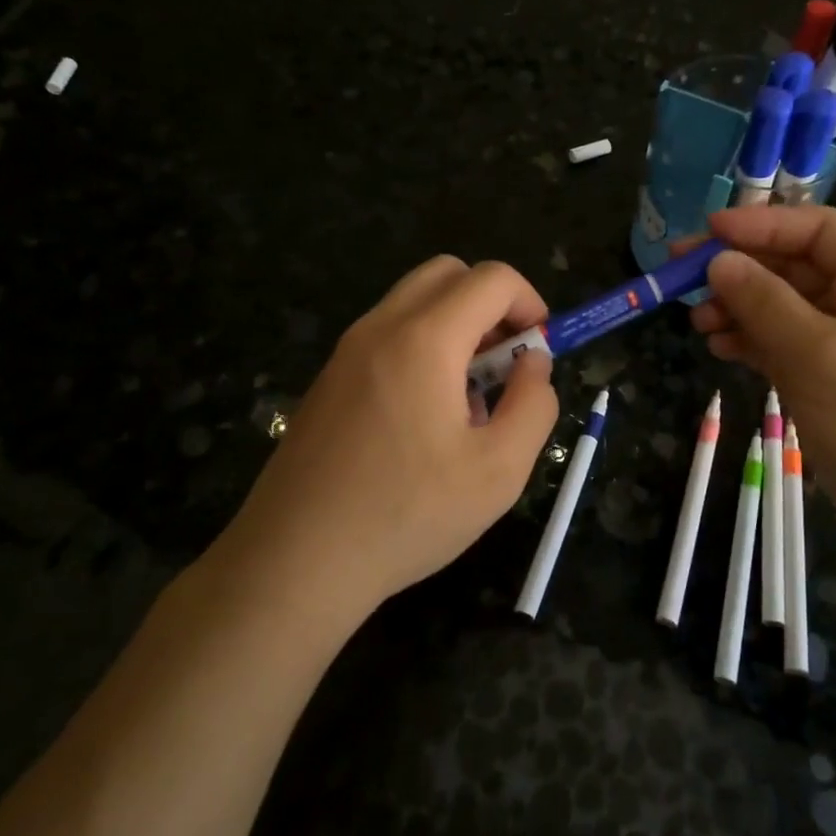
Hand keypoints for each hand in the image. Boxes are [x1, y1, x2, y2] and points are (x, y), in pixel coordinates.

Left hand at [216, 257, 558, 623]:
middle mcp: (380, 328)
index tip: (540, 352)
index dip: (530, 303)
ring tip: (468, 402)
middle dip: (491, 305)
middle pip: (448, 274)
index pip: (492, 278)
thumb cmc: (407, 514)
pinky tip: (424, 421)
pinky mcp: (328, 380)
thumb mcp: (500, 470)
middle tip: (506, 364)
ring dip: (457, 328)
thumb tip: (534, 363)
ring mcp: (346, 351)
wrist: (295, 561)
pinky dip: (422, 349)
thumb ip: (534, 404)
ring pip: (415, 303)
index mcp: (424, 339)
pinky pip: (387, 337)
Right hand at [690, 207, 835, 573]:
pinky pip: (788, 346)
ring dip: (741, 308)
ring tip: (698, 323)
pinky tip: (722, 349)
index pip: (817, 230)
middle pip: (796, 268)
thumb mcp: (816, 353)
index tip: (707, 234)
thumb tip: (720, 262)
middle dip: (741, 269)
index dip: (761, 224)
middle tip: (682, 276)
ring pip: (786, 309)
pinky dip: (754, 343)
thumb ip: (764, 302)